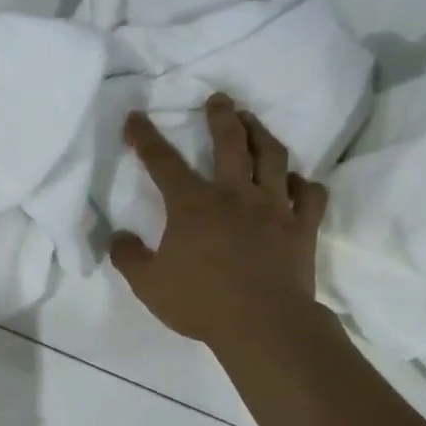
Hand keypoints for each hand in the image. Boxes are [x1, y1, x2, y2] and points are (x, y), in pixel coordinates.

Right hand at [112, 95, 337, 351]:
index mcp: (192, 204)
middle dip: (220, 116)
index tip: (136, 117)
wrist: (265, 326)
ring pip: (272, 157)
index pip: (162, 161)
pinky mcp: (301, 227)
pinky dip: (302, 183)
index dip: (145, 136)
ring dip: (262, 133)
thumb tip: (117, 237)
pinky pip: (309, 195)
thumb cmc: (201, 302)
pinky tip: (295, 181)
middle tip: (219, 99)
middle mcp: (234, 194)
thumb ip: (127, 257)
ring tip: (254, 121)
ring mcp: (273, 207)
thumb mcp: (148, 285)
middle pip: (229, 142)